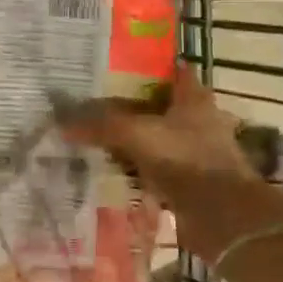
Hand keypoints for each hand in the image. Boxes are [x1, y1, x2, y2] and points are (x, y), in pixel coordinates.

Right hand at [59, 65, 282, 263]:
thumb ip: (99, 125)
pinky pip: (156, 166)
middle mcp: (198, 119)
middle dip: (131, 102)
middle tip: (95, 101)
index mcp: (194, 97)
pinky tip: (112, 167)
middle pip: (161, 103)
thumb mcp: (135, 134)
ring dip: (133, 136)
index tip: (115, 65)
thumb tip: (60, 123)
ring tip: (96, 134)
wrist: (221, 217)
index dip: (146, 65)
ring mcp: (195, 151)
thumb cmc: (184, 160)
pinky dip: (137, 166)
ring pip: (157, 135)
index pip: (172, 69)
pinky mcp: (190, 180)